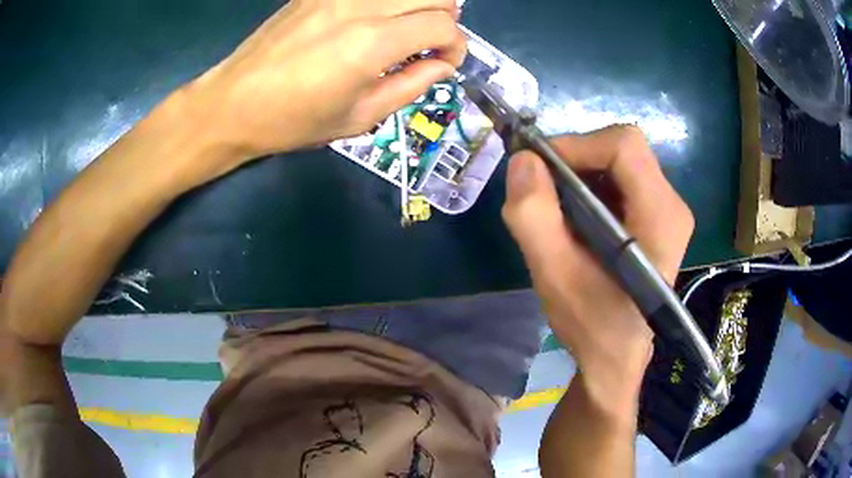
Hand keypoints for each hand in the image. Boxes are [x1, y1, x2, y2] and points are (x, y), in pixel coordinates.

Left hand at [182, 0, 465, 165]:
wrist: (233, 103)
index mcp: (372, 43)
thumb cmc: (294, 120)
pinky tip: (374, 21)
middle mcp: (360, 6)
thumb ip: (411, 86)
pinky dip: (386, 3)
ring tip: (405, 30)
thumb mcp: (360, 116)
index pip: (443, 26)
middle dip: (445, 20)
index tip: (444, 63)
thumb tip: (441, 65)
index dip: (456, 46)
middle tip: (429, 45)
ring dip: (418, 5)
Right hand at [502, 126, 693, 414]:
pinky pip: (619, 179)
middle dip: (575, 160)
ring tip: (556, 210)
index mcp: (660, 215)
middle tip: (543, 191)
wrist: (617, 357)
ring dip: (579, 174)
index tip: (539, 170)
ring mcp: (667, 209)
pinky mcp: (656, 216)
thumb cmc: (592, 324)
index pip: (623, 146)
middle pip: (621, 149)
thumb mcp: (554, 275)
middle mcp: (672, 204)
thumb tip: (523, 160)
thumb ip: (533, 216)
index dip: (577, 145)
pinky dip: (589, 187)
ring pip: (618, 161)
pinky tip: (575, 219)